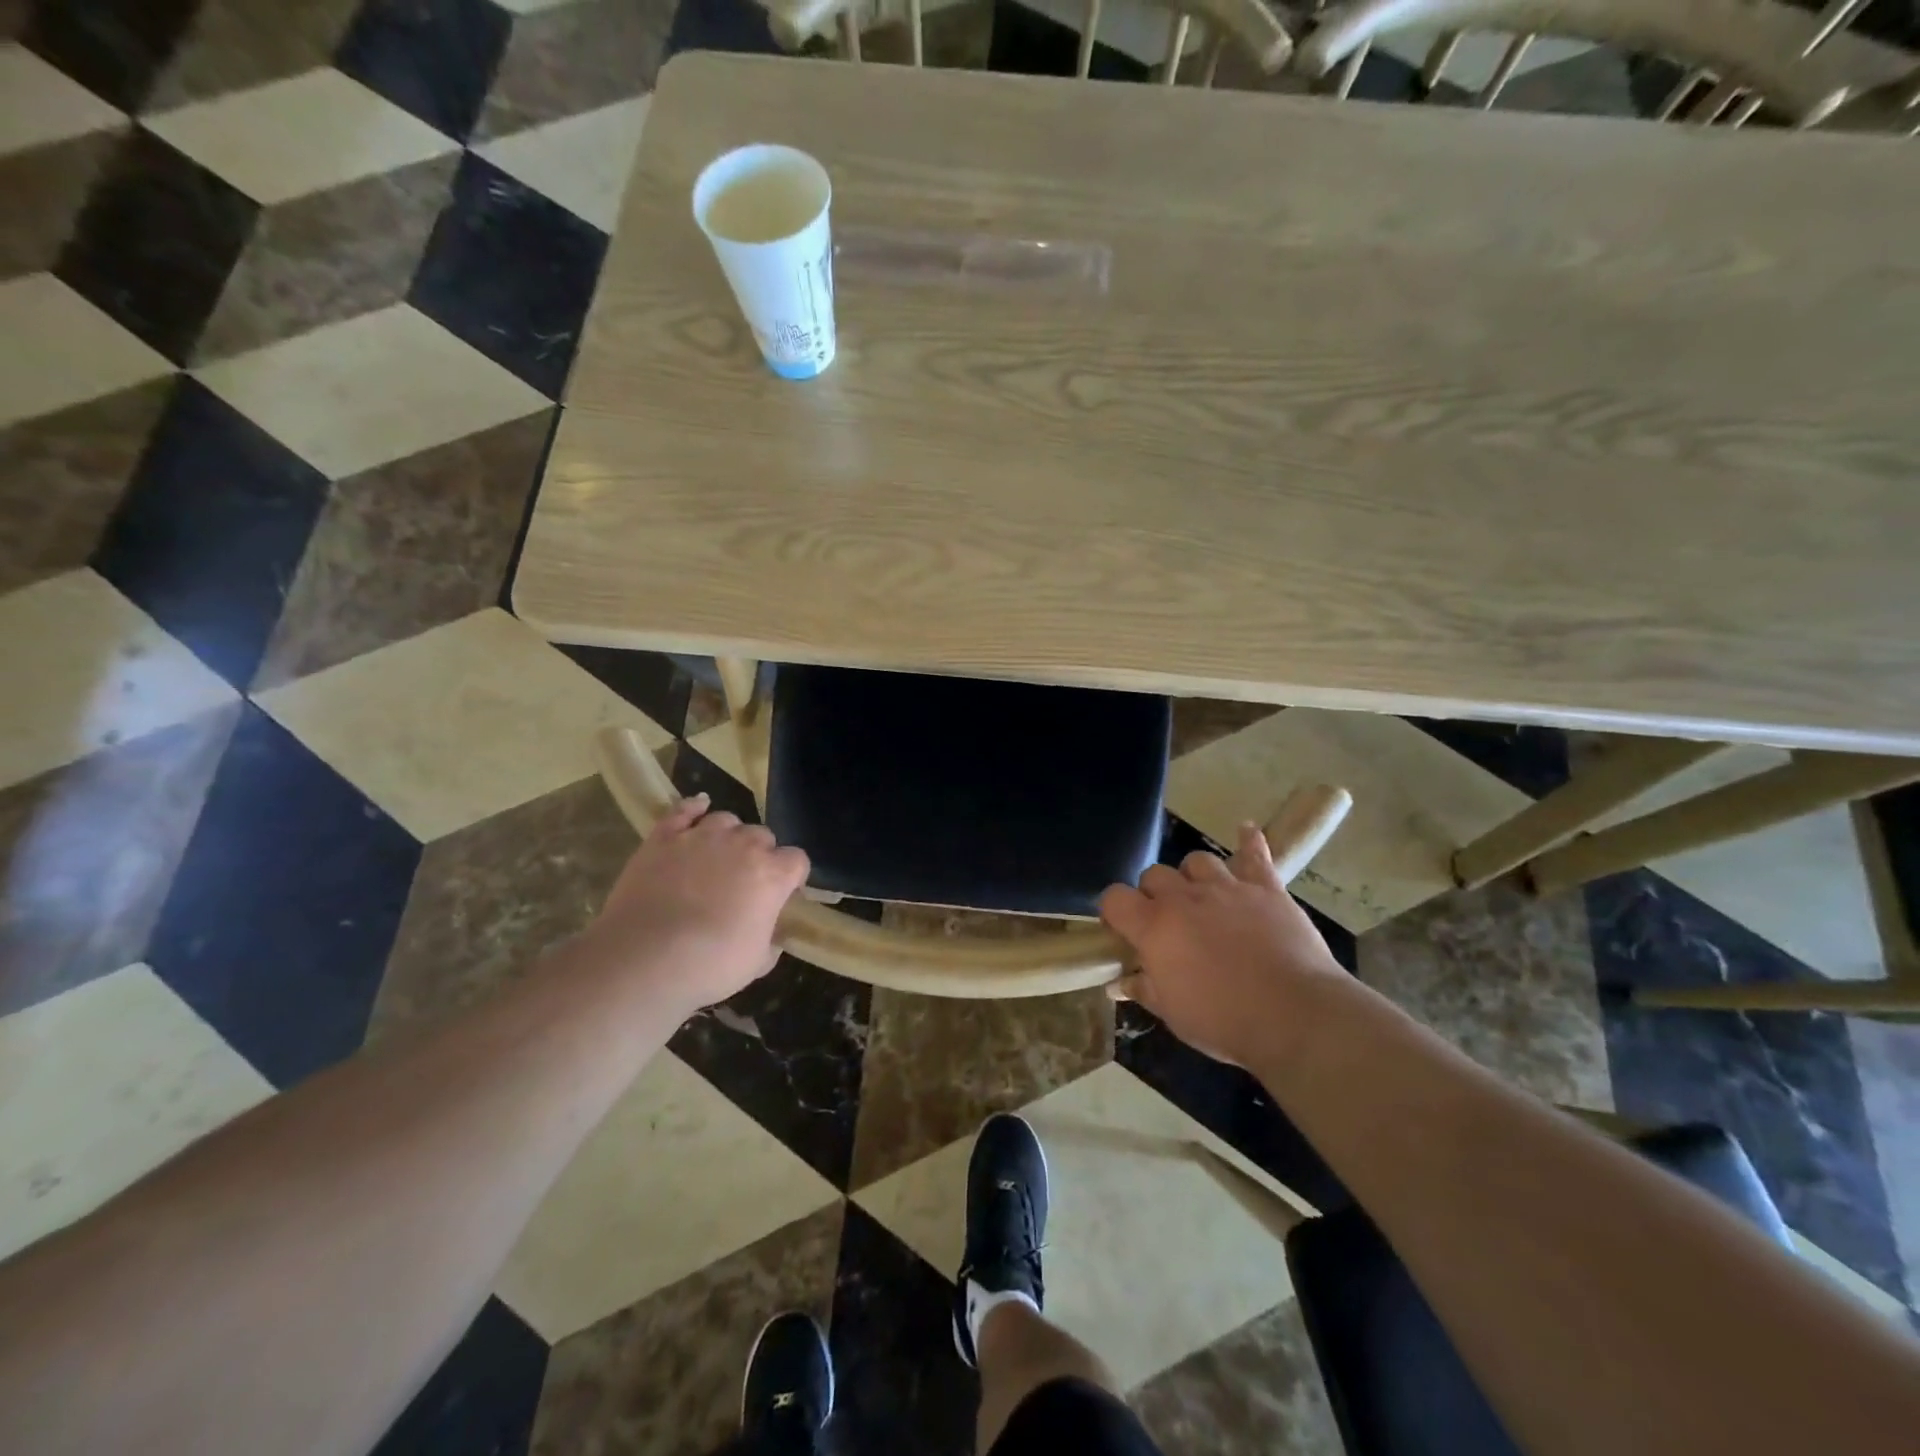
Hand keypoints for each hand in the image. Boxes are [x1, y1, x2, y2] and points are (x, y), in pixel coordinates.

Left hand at [583, 794, 810, 1012]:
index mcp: (773, 875)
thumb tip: (772, 935)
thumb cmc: (709, 966)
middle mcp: (743, 845)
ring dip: (728, 835)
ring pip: (726, 820)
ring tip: (717, 855)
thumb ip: (770, 941)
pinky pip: (683, 810)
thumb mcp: (756, 963)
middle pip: (763, 835)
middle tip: (744, 881)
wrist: (645, 959)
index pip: (797, 860)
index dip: (791, 876)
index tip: (782, 893)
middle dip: (759, 854)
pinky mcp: (664, 837)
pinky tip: (698, 807)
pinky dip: (692, 807)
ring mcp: (701, 836)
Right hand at [1098, 824, 1346, 1069]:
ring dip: (1193, 876)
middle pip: (1154, 874)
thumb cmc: (1225, 1020)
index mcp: (1154, 926)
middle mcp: (1185, 897)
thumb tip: (1121, 982)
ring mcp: (1227, 887)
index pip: (1114, 898)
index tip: (1122, 930)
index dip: (1114, 911)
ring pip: (1197, 861)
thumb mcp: (1174, 1015)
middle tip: (1166, 921)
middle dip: (1153, 894)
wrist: (1295, 1014)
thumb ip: (1144, 990)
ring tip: (1202, 896)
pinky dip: (1249, 842)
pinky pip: (1254, 853)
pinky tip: (1246, 832)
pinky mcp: (1266, 888)